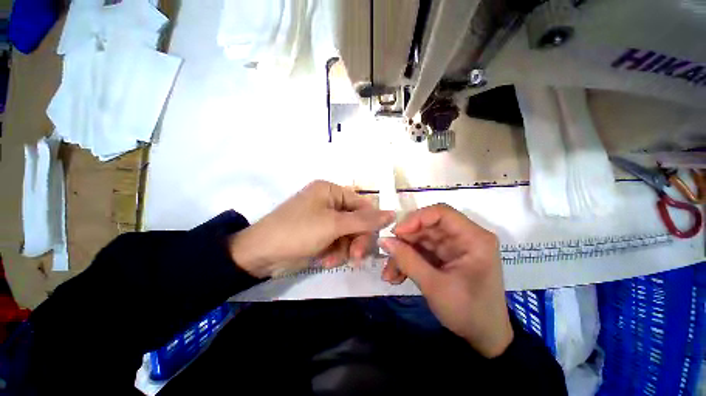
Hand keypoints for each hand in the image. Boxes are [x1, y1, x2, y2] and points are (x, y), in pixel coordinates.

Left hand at [228, 180, 394, 277]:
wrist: (260, 254)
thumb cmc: (298, 231)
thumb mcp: (334, 225)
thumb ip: (365, 220)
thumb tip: (393, 213)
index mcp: (332, 191)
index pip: (363, 205)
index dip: (371, 224)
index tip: (373, 244)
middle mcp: (329, 202)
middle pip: (357, 221)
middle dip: (356, 240)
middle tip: (356, 257)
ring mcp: (324, 219)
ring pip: (348, 234)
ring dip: (345, 249)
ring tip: (332, 259)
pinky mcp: (319, 233)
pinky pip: (337, 241)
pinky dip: (335, 252)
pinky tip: (325, 259)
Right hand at [379, 204, 512, 357]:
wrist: (483, 338)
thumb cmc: (468, 312)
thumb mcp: (434, 286)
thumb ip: (407, 260)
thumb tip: (383, 240)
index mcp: (473, 238)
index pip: (441, 213)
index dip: (416, 219)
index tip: (396, 233)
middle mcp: (463, 237)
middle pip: (427, 226)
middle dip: (405, 240)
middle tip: (387, 254)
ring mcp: (453, 246)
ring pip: (420, 239)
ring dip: (403, 253)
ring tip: (389, 273)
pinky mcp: (444, 256)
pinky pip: (421, 251)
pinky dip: (408, 261)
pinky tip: (396, 276)